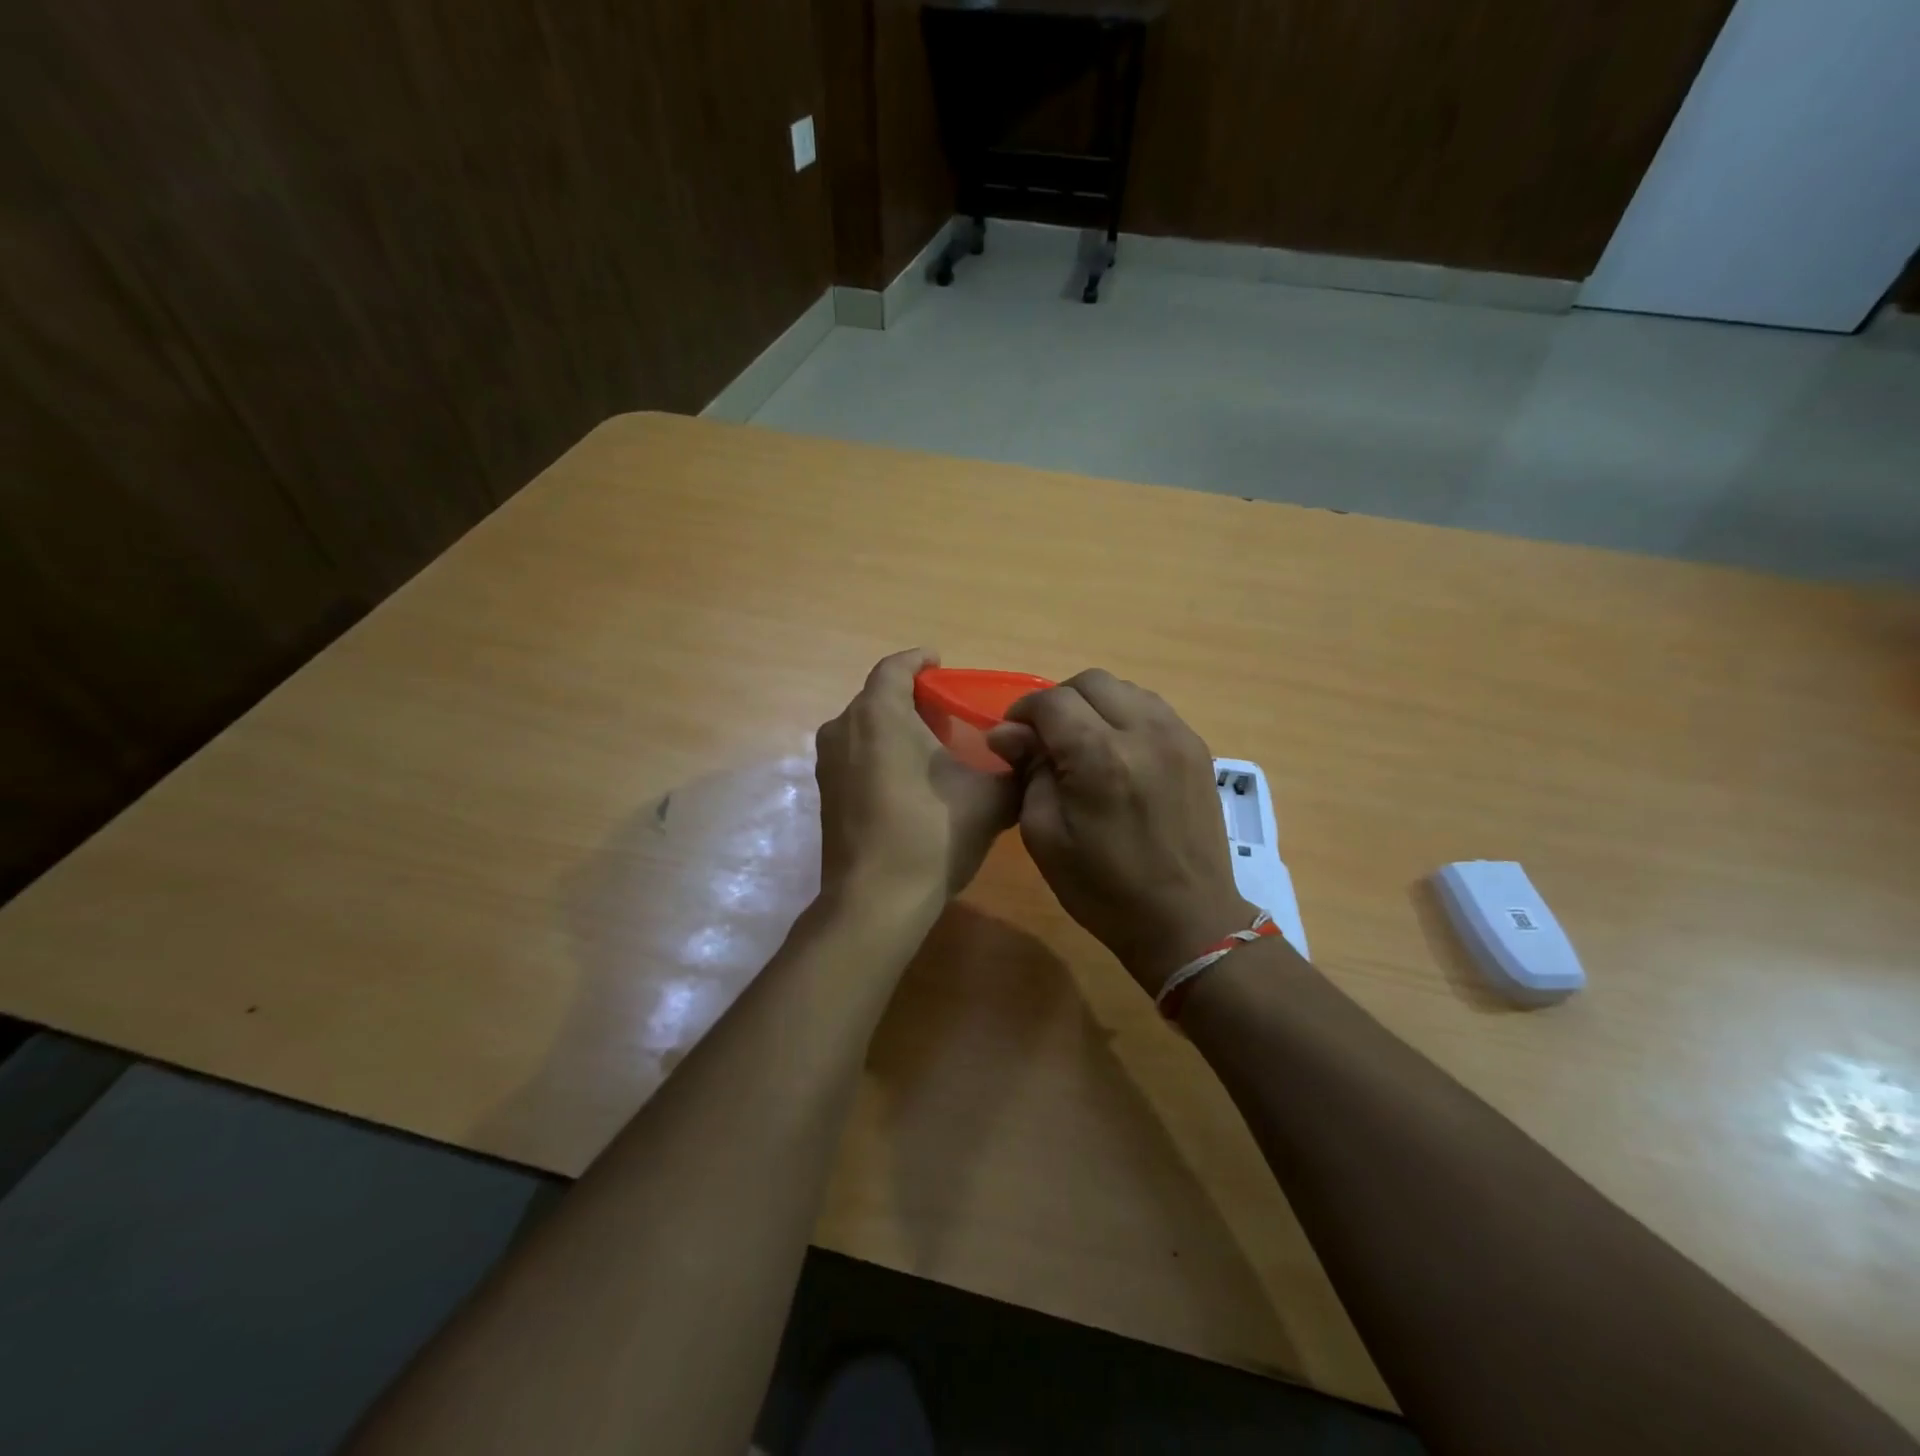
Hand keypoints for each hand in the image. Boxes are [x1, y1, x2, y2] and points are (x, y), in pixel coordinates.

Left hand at [815, 649, 1021, 910]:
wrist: (876, 901)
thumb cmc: (932, 835)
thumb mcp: (990, 798)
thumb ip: (1015, 767)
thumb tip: (1032, 755)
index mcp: (878, 714)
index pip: (895, 667)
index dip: (920, 660)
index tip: (942, 663)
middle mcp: (844, 728)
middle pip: (878, 697)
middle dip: (912, 697)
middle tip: (949, 711)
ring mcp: (828, 764)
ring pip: (864, 727)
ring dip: (895, 726)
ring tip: (932, 744)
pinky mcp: (826, 794)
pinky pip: (856, 754)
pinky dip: (880, 752)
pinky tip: (910, 778)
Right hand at [987, 670, 1257, 994]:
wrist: (1187, 920)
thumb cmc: (1104, 889)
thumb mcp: (1044, 836)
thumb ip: (1027, 772)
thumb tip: (1006, 733)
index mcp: (1099, 756)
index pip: (1051, 701)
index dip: (1023, 712)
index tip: (1013, 737)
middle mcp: (1143, 731)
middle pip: (1091, 682)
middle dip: (1060, 701)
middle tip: (1046, 738)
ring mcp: (1178, 736)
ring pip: (1125, 689)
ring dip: (1095, 704)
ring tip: (1083, 742)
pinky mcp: (1198, 748)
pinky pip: (1153, 709)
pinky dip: (1126, 716)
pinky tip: (1118, 751)